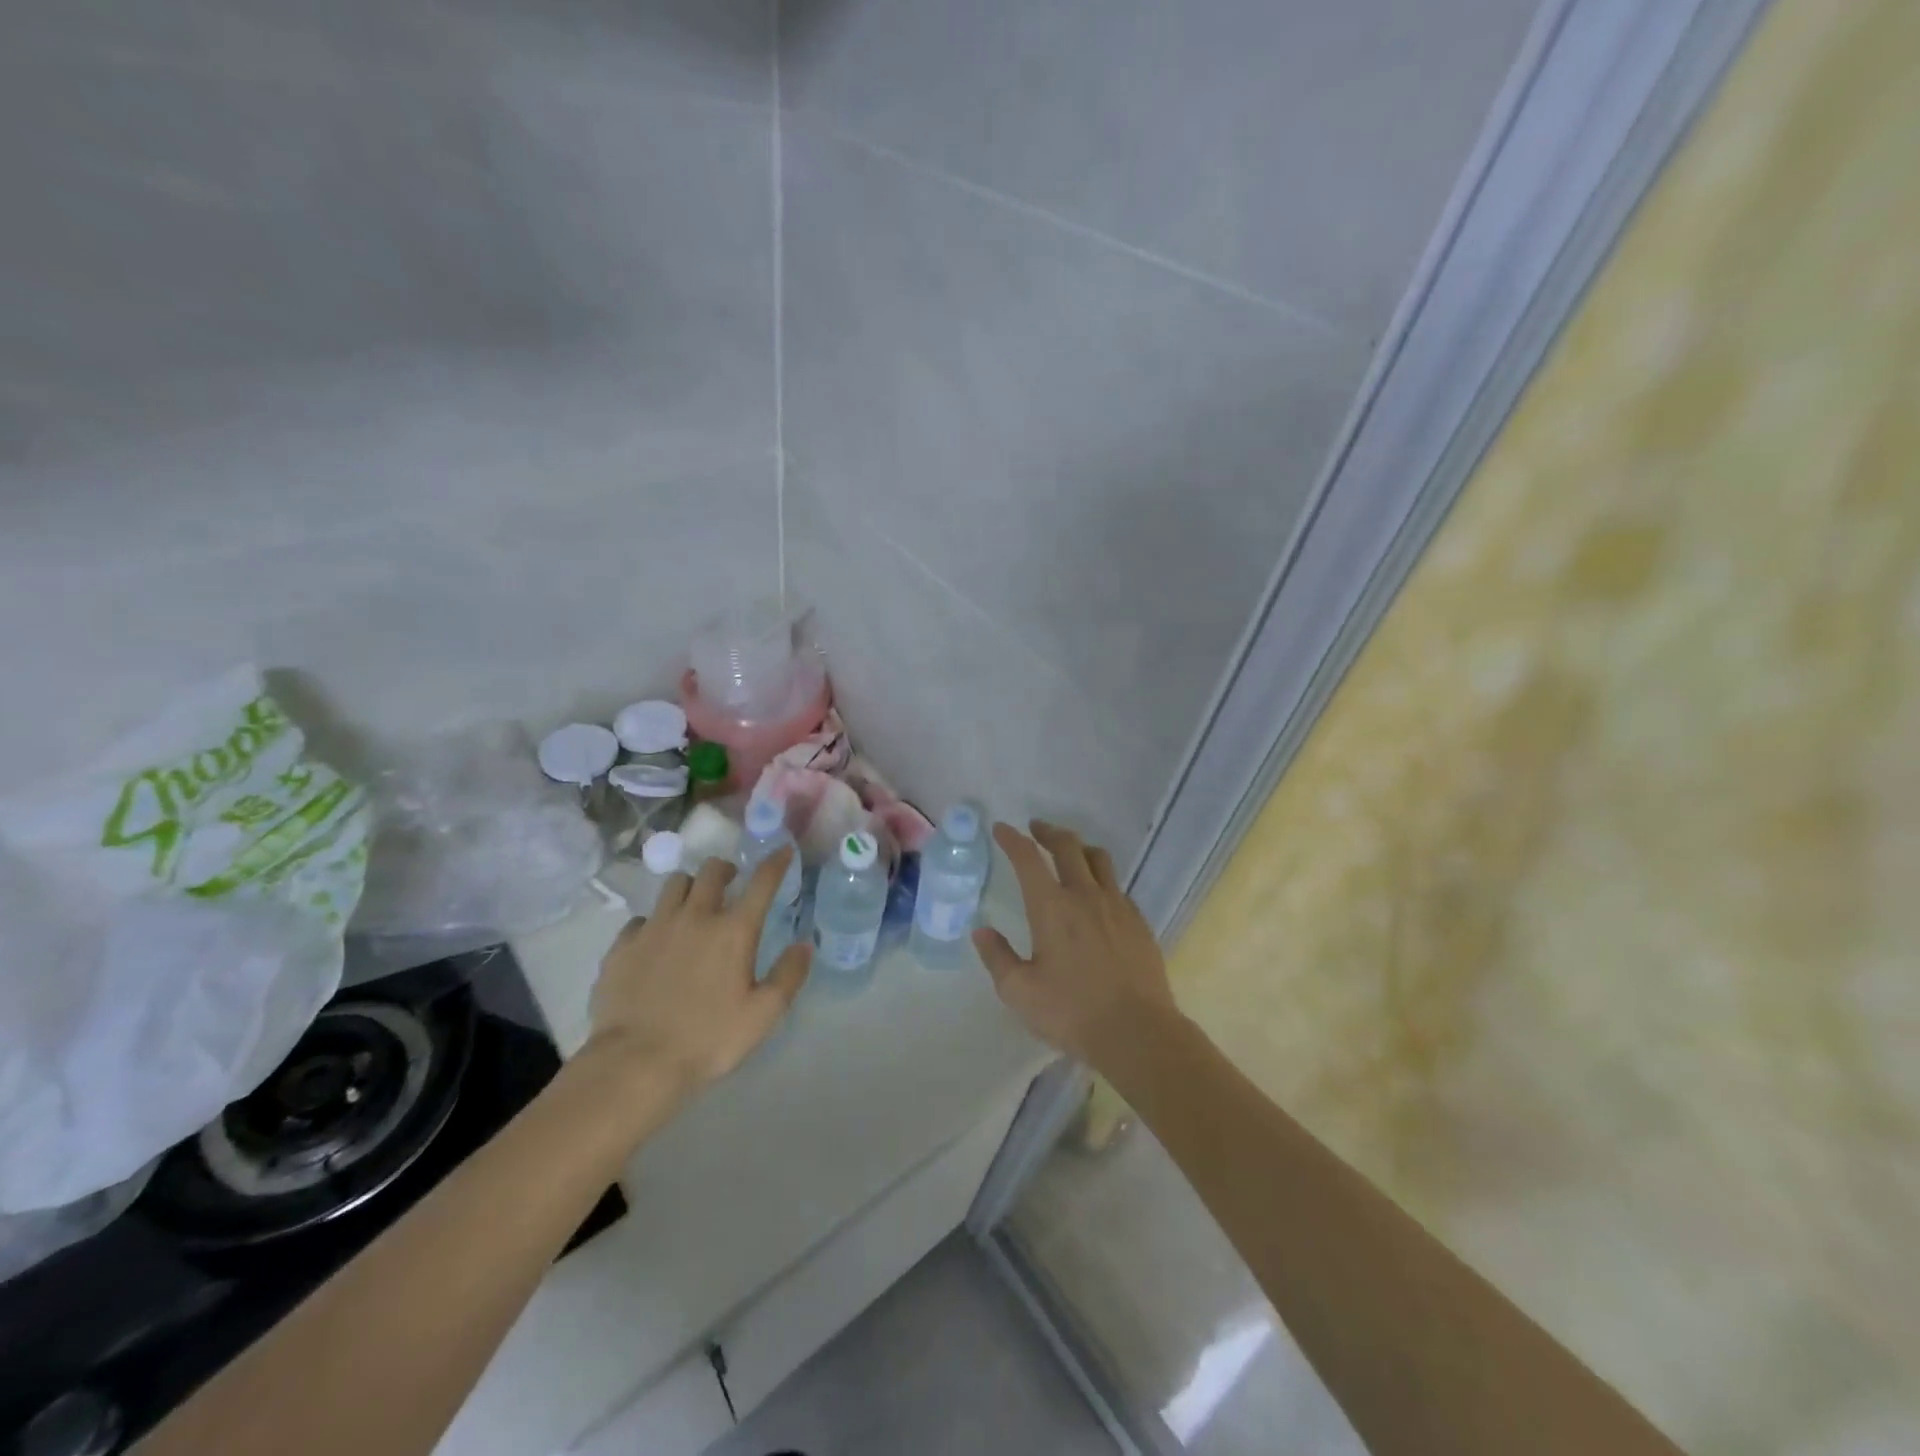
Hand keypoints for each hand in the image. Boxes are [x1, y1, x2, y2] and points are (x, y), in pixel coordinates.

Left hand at [584, 850, 810, 1107]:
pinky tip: (656, 941)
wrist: (635, 1063)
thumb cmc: (709, 1039)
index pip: (761, 882)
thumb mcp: (763, 1014)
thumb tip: (804, 945)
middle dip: (726, 869)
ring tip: (694, 904)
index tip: (783, 850)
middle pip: (712, 871)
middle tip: (732, 883)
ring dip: (690, 887)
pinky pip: (641, 919)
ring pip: (674, 884)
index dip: (775, 862)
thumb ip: (789, 975)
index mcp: (733, 930)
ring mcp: (654, 928)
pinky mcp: (622, 946)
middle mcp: (694, 917)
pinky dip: (655, 921)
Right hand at [973, 821, 1178, 1070]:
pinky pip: (1117, 886)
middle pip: (1067, 846)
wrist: (1137, 1032)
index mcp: (1051, 907)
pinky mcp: (1138, 921)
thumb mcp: (1019, 992)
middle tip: (1036, 829)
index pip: (1028, 859)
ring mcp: (1117, 906)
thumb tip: (981, 931)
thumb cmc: (1071, 1012)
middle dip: (1048, 832)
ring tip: (1069, 851)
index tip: (1002, 828)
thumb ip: (997, 957)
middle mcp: (1085, 895)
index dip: (1012, 839)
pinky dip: (1101, 878)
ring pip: (1098, 859)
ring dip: (1079, 847)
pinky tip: (1097, 895)